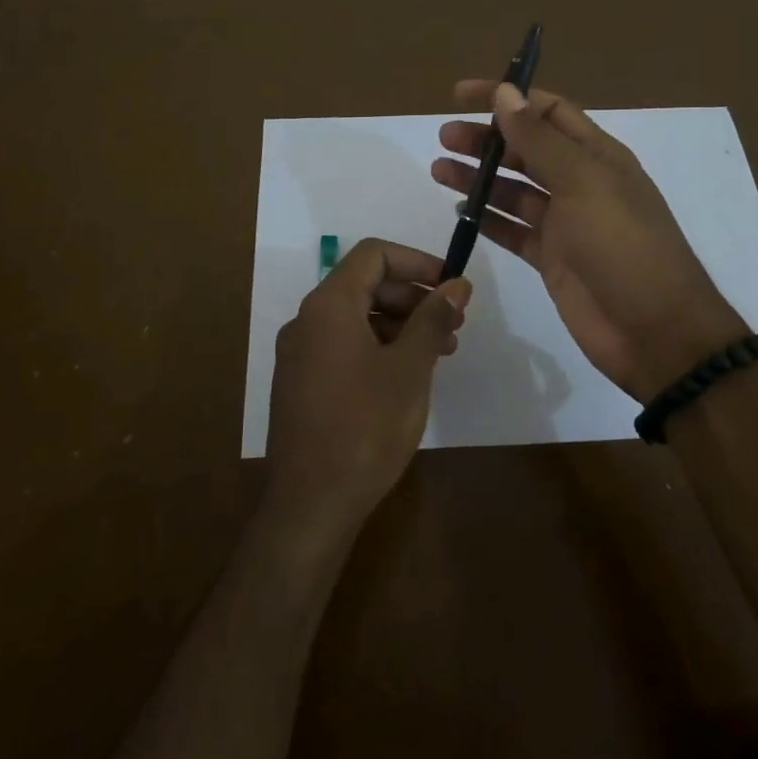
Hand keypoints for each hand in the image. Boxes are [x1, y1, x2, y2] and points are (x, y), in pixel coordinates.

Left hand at [265, 238, 471, 538]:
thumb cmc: (366, 427)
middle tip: (454, 323)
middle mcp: (307, 321)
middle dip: (413, 296)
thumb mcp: (410, 368)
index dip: (417, 262)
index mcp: (328, 306)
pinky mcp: (302, 383)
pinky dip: (379, 347)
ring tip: (441, 352)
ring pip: (356, 318)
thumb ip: (433, 319)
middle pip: (365, 285)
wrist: (312, 503)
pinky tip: (408, 375)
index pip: (374, 255)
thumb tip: (457, 284)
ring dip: (401, 324)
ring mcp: (300, 354)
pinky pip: (344, 346)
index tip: (452, 286)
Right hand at [432, 81, 744, 401]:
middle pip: (526, 149)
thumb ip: (540, 140)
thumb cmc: (623, 246)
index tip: (460, 96)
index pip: (547, 111)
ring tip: (439, 170)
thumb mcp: (583, 183)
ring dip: (480, 178)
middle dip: (487, 140)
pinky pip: (514, 230)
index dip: (507, 98)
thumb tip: (505, 93)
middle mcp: (582, 184)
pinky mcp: (553, 259)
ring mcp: (567, 224)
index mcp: (597, 156)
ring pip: (514, 190)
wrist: (654, 330)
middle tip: (444, 139)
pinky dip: (488, 219)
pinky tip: (460, 212)